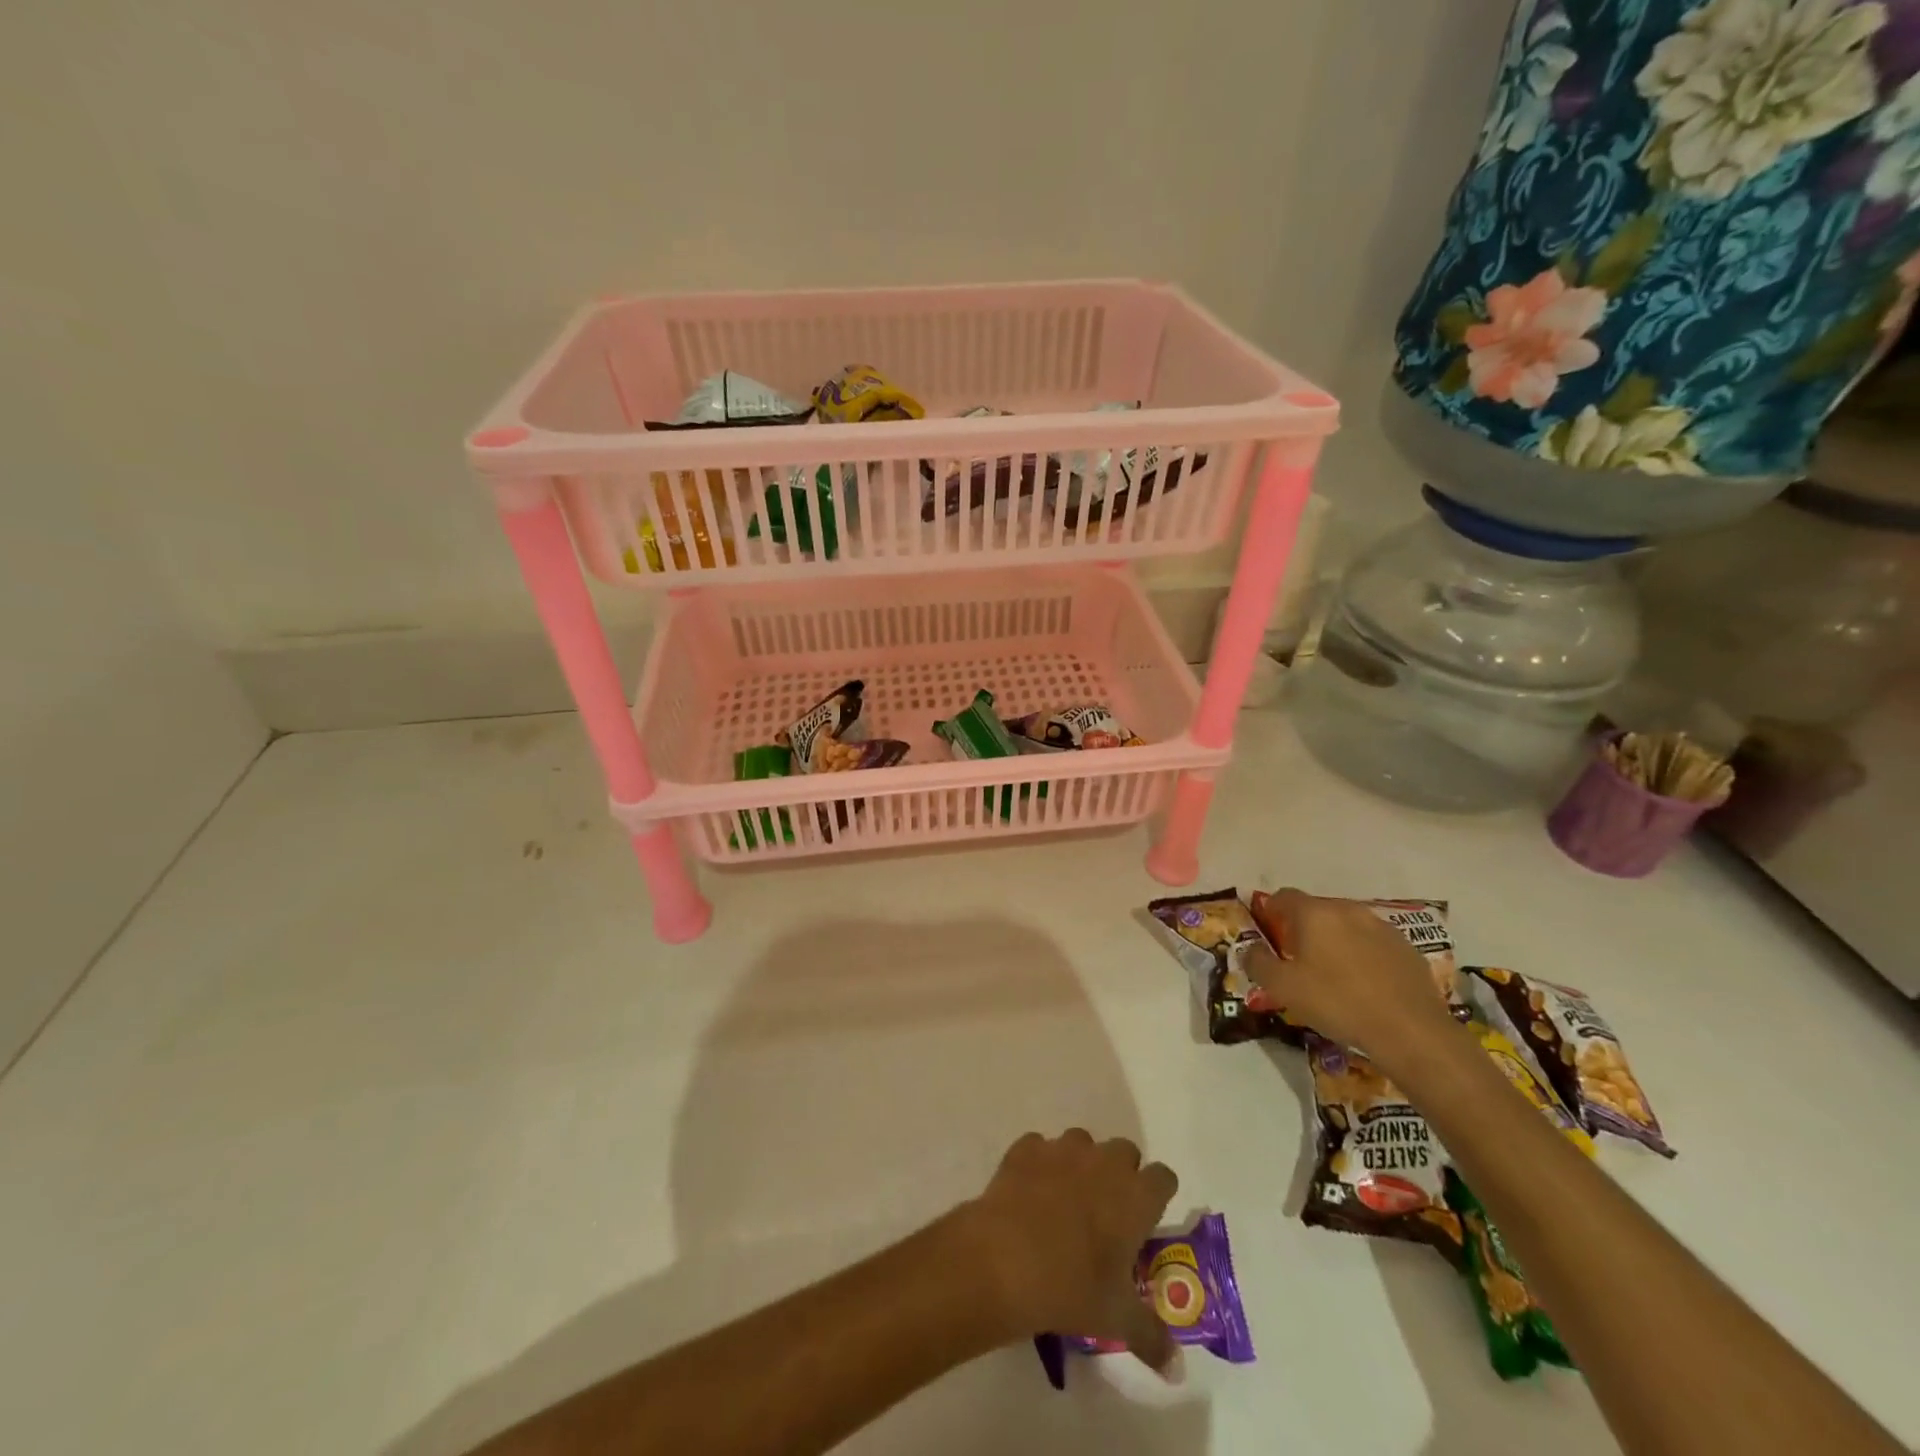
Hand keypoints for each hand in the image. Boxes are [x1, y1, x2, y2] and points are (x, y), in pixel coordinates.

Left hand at [958, 1129, 1179, 1370]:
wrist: (1003, 1259)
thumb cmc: (1071, 1287)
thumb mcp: (1117, 1319)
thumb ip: (1152, 1337)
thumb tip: (1174, 1364)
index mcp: (1135, 1196)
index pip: (1163, 1177)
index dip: (1158, 1194)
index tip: (1148, 1217)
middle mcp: (1103, 1161)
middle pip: (1125, 1152)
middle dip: (1120, 1174)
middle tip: (1108, 1212)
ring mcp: (1062, 1148)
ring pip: (1082, 1143)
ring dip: (1081, 1165)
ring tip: (1066, 1201)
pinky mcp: (1026, 1148)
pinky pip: (1040, 1147)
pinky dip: (1040, 1163)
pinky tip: (1030, 1193)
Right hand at [1245, 888, 1459, 1069]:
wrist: (1411, 1031)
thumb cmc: (1337, 1003)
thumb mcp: (1282, 988)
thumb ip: (1257, 962)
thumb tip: (1249, 949)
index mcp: (1315, 913)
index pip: (1283, 896)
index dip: (1270, 912)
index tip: (1269, 937)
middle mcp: (1348, 910)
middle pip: (1316, 909)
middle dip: (1303, 928)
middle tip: (1298, 960)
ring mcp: (1382, 927)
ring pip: (1347, 925)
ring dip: (1335, 941)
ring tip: (1333, 974)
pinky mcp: (1407, 948)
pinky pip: (1373, 943)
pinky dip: (1363, 955)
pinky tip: (1365, 985)